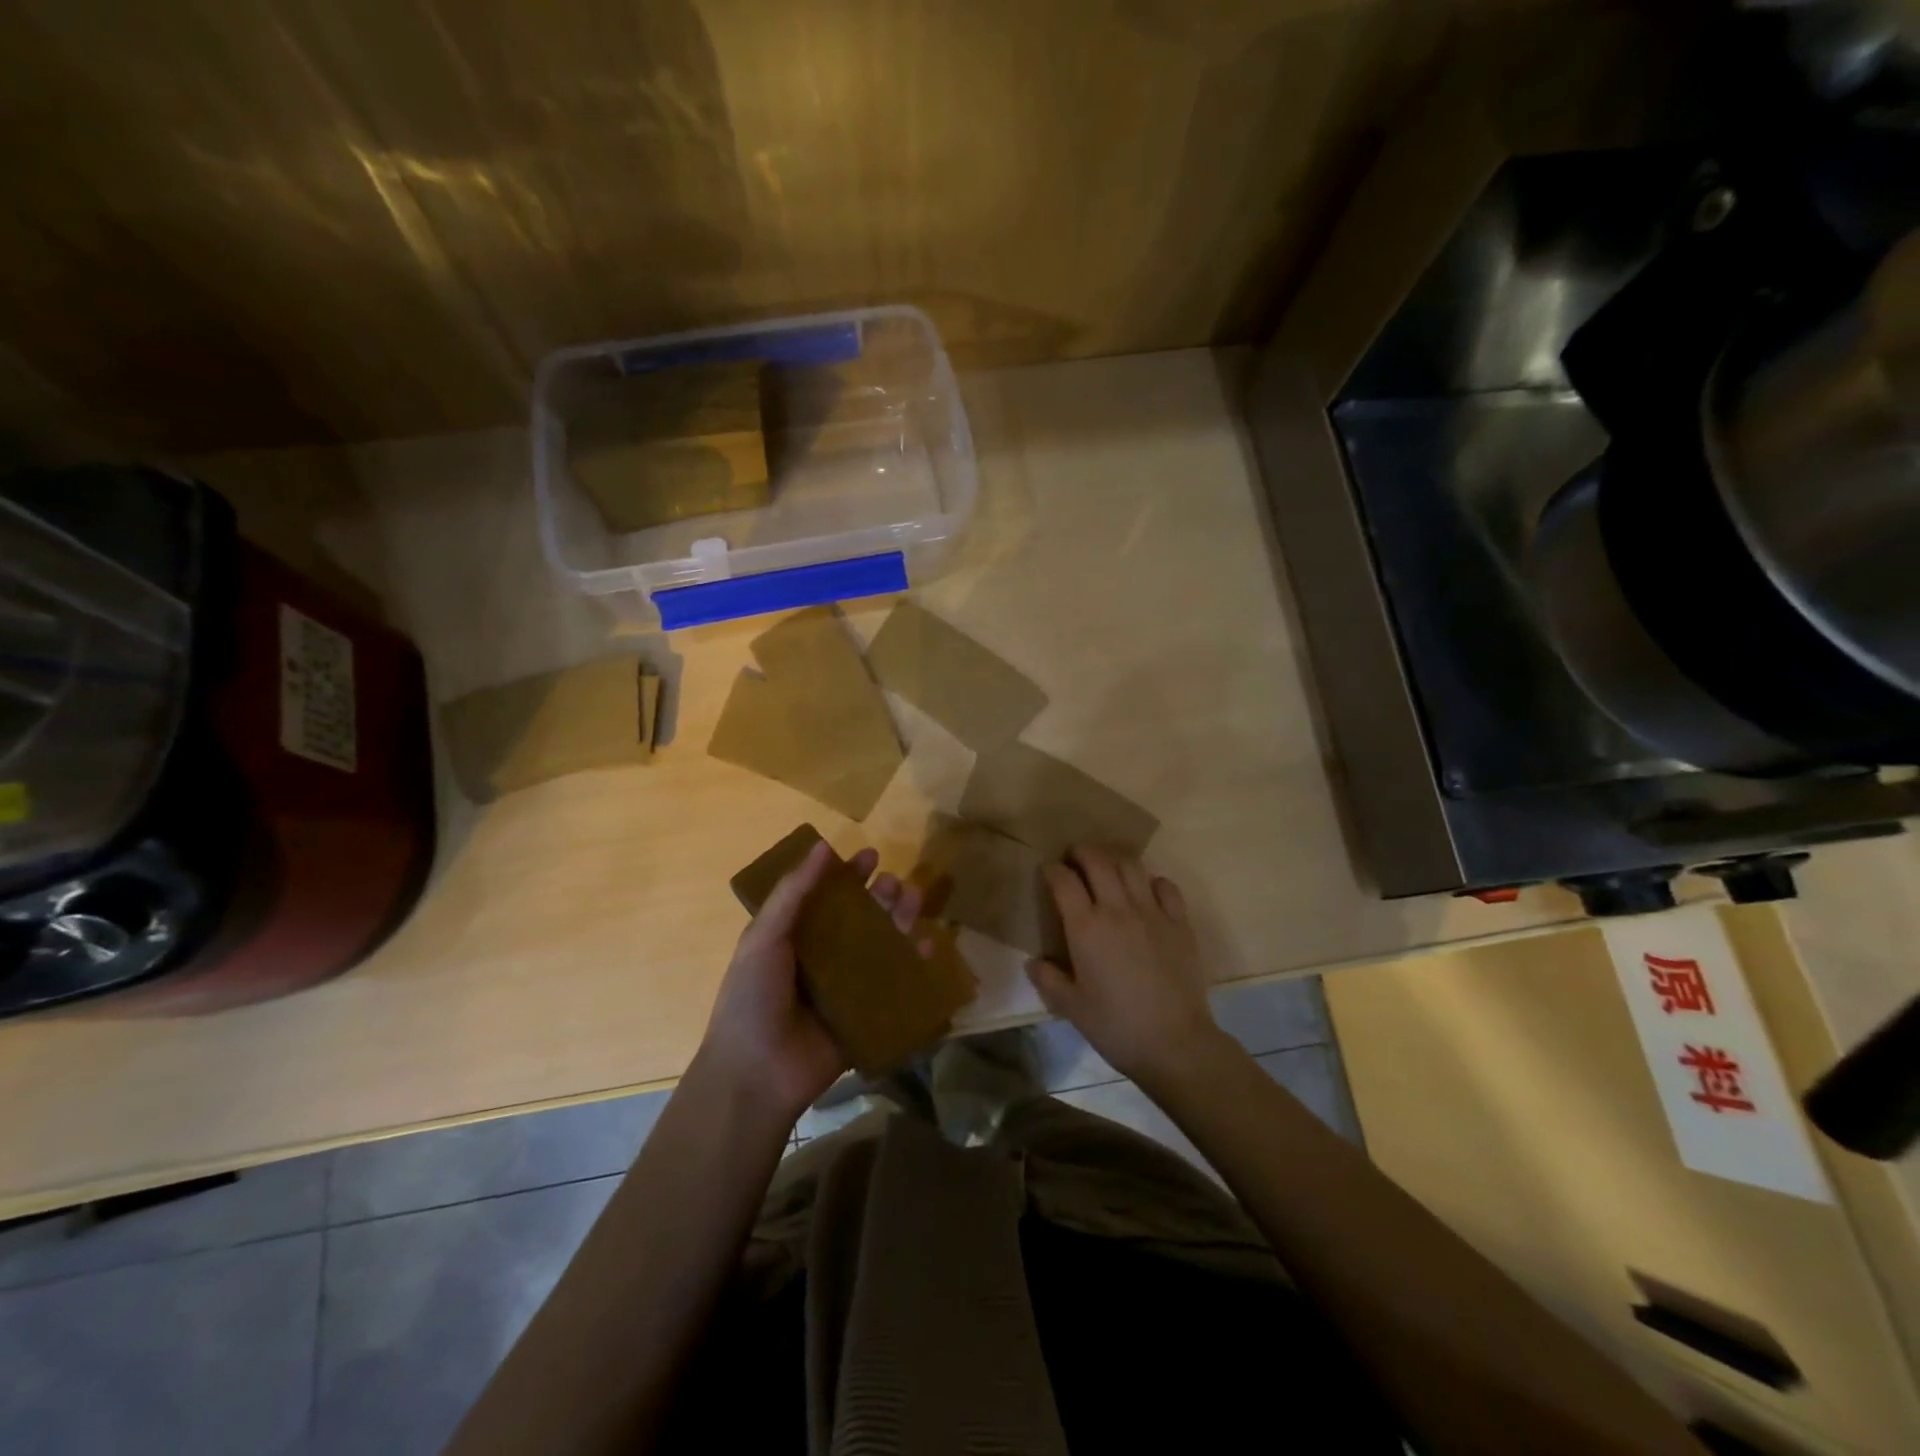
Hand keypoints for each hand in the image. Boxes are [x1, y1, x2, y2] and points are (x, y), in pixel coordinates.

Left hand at [698, 840, 924, 1125]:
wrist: (757, 1073)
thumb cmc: (753, 997)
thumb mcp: (764, 937)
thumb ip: (793, 892)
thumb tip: (823, 845)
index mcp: (795, 937)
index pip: (827, 896)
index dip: (847, 875)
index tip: (870, 856)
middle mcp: (823, 957)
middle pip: (861, 918)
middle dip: (881, 896)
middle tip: (895, 884)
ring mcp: (847, 987)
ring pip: (882, 945)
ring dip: (900, 920)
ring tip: (914, 902)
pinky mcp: (868, 1014)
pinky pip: (896, 984)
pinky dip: (915, 963)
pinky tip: (928, 945)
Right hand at [1027, 845, 1226, 1090]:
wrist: (1175, 1043)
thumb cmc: (1116, 1026)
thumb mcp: (1071, 1007)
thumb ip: (1048, 979)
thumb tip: (1033, 961)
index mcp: (1086, 927)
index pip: (1064, 881)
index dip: (1052, 869)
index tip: (1047, 870)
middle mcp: (1117, 909)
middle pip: (1098, 861)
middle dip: (1082, 852)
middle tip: (1074, 857)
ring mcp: (1152, 912)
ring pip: (1131, 866)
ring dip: (1114, 860)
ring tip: (1107, 868)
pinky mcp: (1180, 923)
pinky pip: (1166, 886)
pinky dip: (1152, 881)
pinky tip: (1146, 891)